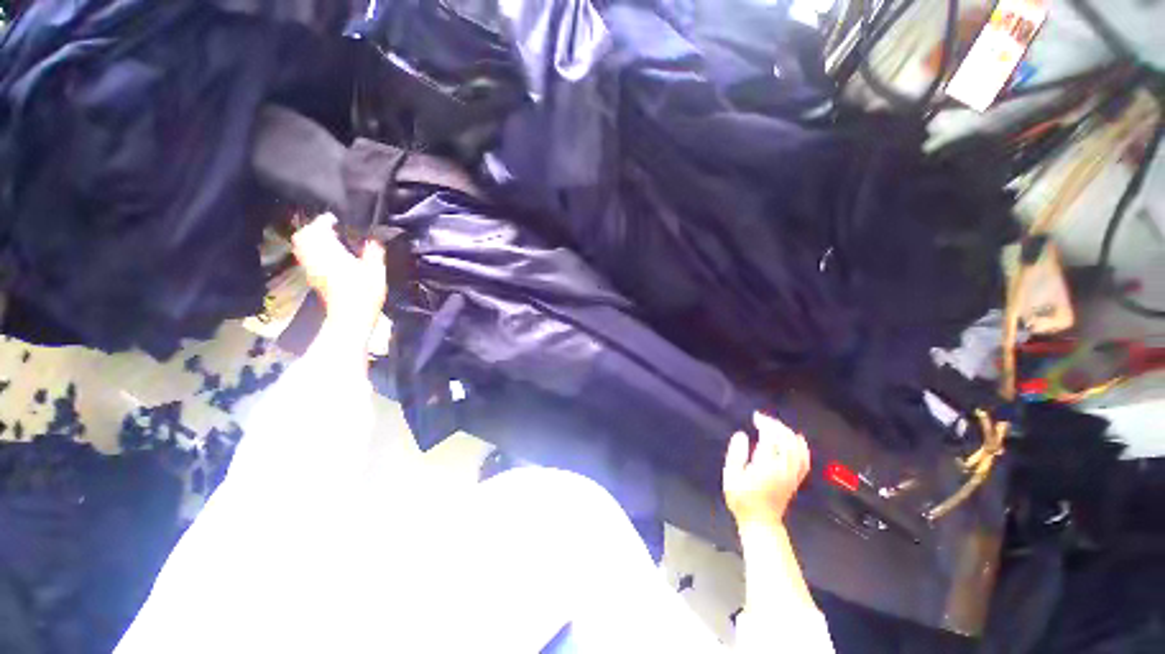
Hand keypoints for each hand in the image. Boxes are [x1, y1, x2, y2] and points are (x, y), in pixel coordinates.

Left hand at [291, 213, 386, 339]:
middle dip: (316, 228)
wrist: (350, 318)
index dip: (327, 220)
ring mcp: (310, 268)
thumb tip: (375, 237)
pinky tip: (328, 255)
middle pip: (304, 235)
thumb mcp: (376, 271)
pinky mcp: (312, 277)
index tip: (339, 220)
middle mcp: (315, 257)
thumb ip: (375, 251)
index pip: (319, 227)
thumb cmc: (364, 294)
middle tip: (333, 229)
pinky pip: (306, 257)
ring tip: (330, 240)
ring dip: (312, 239)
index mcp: (330, 252)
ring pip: (302, 245)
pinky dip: (312, 251)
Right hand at [723, 412, 810, 527]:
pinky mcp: (796, 479)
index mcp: (767, 465)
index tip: (755, 417)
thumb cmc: (742, 499)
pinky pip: (804, 459)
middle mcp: (783, 468)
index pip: (771, 437)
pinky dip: (801, 446)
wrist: (760, 522)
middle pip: (786, 439)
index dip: (765, 423)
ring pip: (797, 448)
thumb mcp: (731, 475)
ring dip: (787, 432)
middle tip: (762, 419)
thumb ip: (736, 453)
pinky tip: (797, 439)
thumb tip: (742, 435)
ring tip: (775, 425)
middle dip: (775, 425)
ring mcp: (792, 474)